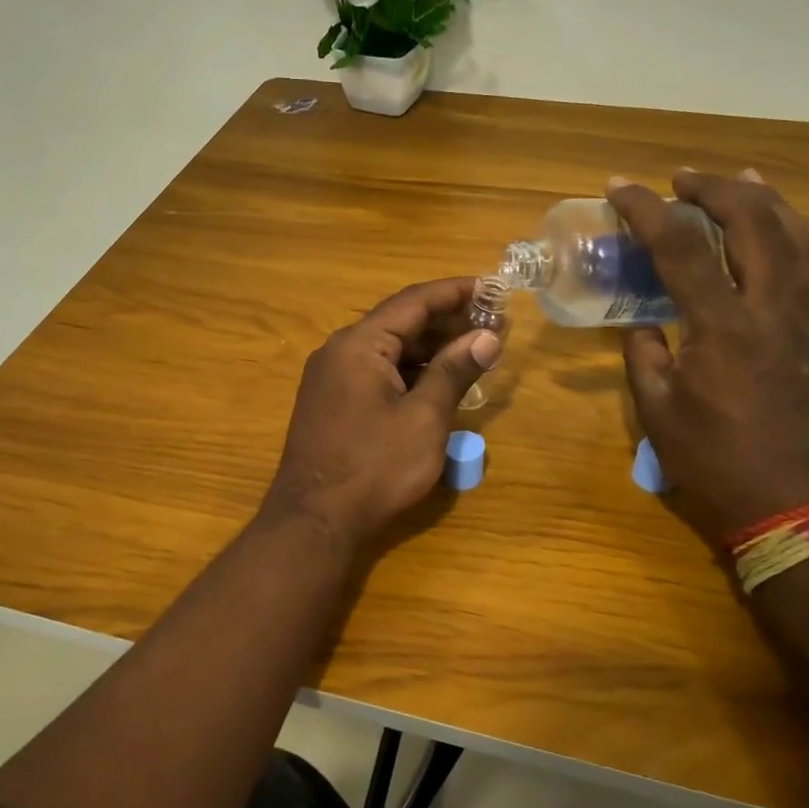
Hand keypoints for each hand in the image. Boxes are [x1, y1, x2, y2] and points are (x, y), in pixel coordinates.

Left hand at [264, 278, 501, 547]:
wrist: (315, 521)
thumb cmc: (374, 467)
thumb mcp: (424, 418)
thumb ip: (455, 371)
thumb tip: (488, 335)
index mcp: (359, 344)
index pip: (413, 301)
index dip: (455, 291)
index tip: (492, 286)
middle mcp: (340, 351)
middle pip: (400, 322)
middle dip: (448, 321)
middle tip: (494, 322)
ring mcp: (332, 377)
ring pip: (389, 348)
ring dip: (431, 347)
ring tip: (476, 348)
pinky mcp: (334, 401)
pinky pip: (377, 371)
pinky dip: (410, 370)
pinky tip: (440, 379)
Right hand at [608, 170, 808, 542]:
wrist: (792, 509)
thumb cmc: (714, 463)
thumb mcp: (658, 412)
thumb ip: (645, 357)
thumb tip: (645, 325)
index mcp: (721, 327)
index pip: (680, 248)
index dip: (647, 210)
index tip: (621, 187)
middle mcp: (772, 311)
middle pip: (754, 225)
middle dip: (716, 189)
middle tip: (684, 180)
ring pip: (802, 241)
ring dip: (771, 202)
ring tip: (746, 178)